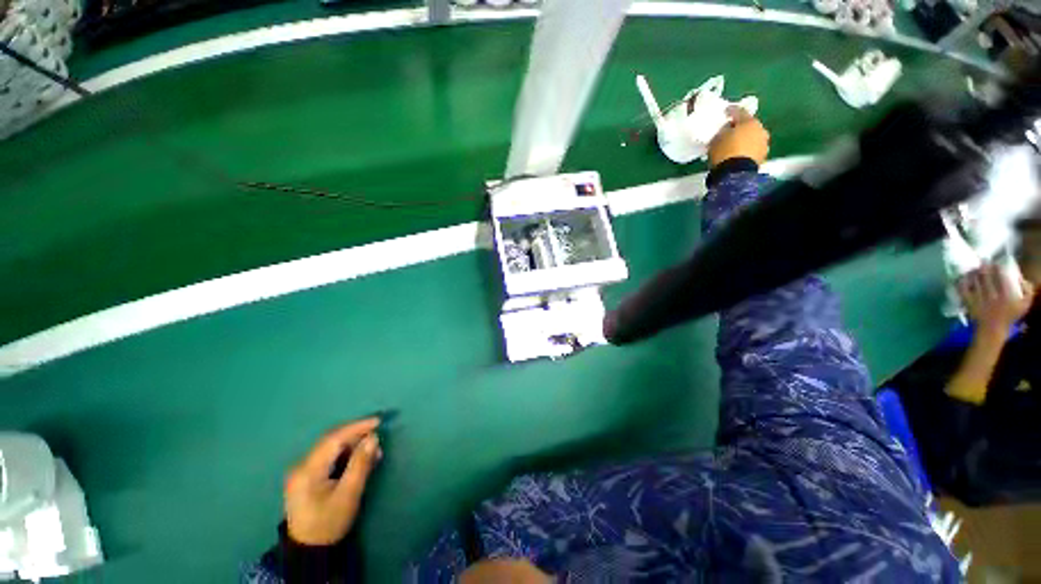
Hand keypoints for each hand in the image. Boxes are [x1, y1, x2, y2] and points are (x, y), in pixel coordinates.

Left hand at [285, 418, 382, 545]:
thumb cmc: (329, 522)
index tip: (378, 421)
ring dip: (353, 445)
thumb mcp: (348, 494)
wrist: (309, 549)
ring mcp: (302, 470)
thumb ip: (360, 464)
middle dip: (356, 434)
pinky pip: (329, 457)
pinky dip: (346, 453)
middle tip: (378, 434)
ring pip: (331, 447)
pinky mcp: (307, 476)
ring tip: (373, 449)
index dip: (357, 427)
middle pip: (331, 440)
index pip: (334, 439)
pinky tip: (360, 458)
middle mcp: (301, 465)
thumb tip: (373, 437)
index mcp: (308, 470)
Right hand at [708, 106, 770, 168]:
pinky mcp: (762, 157)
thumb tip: (727, 129)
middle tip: (730, 130)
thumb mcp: (717, 139)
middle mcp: (760, 129)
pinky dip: (746, 149)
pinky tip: (738, 153)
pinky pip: (752, 149)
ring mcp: (763, 144)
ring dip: (744, 139)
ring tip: (734, 144)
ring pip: (752, 137)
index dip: (731, 111)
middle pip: (748, 125)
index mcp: (749, 122)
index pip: (739, 112)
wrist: (735, 174)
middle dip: (740, 127)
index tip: (725, 111)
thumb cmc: (724, 153)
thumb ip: (722, 131)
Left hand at [958, 264, 1035, 333]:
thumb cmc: (1009, 316)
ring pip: (974, 281)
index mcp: (1006, 296)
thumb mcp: (1024, 304)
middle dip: (984, 267)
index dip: (997, 268)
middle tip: (984, 261)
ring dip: (974, 273)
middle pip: (986, 278)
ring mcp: (979, 300)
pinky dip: (962, 282)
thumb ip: (1028, 291)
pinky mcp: (969, 303)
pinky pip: (963, 290)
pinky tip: (964, 277)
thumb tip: (1022, 278)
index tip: (996, 263)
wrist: (992, 329)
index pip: (1001, 278)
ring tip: (975, 268)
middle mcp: (992, 296)